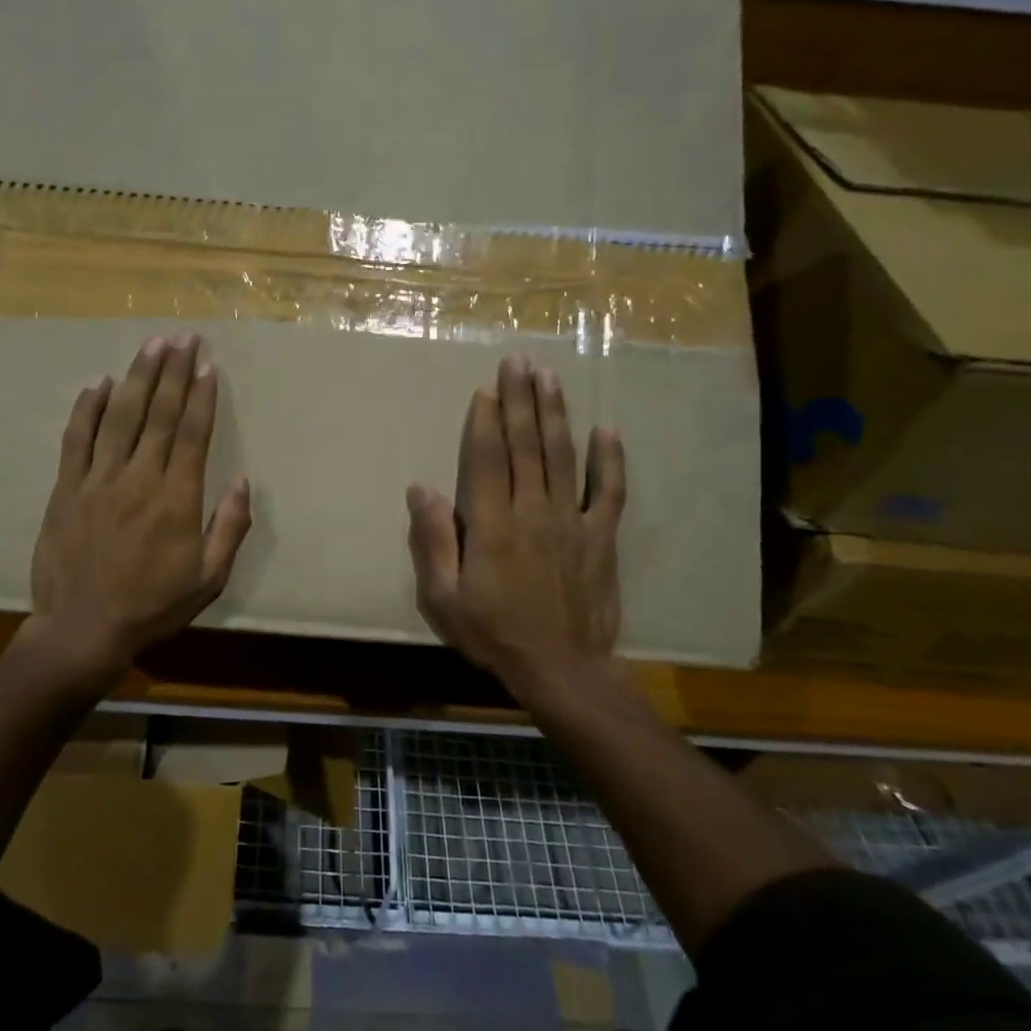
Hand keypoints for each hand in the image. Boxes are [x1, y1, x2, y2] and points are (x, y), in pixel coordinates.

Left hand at [27, 333, 251, 690]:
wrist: (82, 630)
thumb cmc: (153, 606)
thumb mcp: (208, 579)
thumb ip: (229, 528)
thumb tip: (244, 481)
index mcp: (177, 498)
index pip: (194, 433)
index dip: (203, 395)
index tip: (209, 364)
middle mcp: (140, 478)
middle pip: (160, 413)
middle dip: (175, 371)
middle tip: (184, 336)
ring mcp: (98, 480)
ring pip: (121, 416)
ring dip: (138, 376)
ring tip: (152, 344)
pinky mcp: (67, 488)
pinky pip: (77, 439)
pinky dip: (87, 408)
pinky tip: (99, 382)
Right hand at [407, 354, 627, 708]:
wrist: (562, 670)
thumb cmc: (494, 634)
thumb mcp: (444, 598)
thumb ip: (433, 540)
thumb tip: (420, 488)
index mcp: (492, 526)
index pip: (488, 460)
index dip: (486, 421)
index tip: (486, 388)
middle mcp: (533, 512)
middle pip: (526, 446)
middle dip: (520, 400)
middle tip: (518, 361)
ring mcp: (572, 522)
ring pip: (563, 457)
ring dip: (555, 414)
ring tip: (550, 377)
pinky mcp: (601, 538)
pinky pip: (609, 493)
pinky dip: (610, 461)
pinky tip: (606, 431)